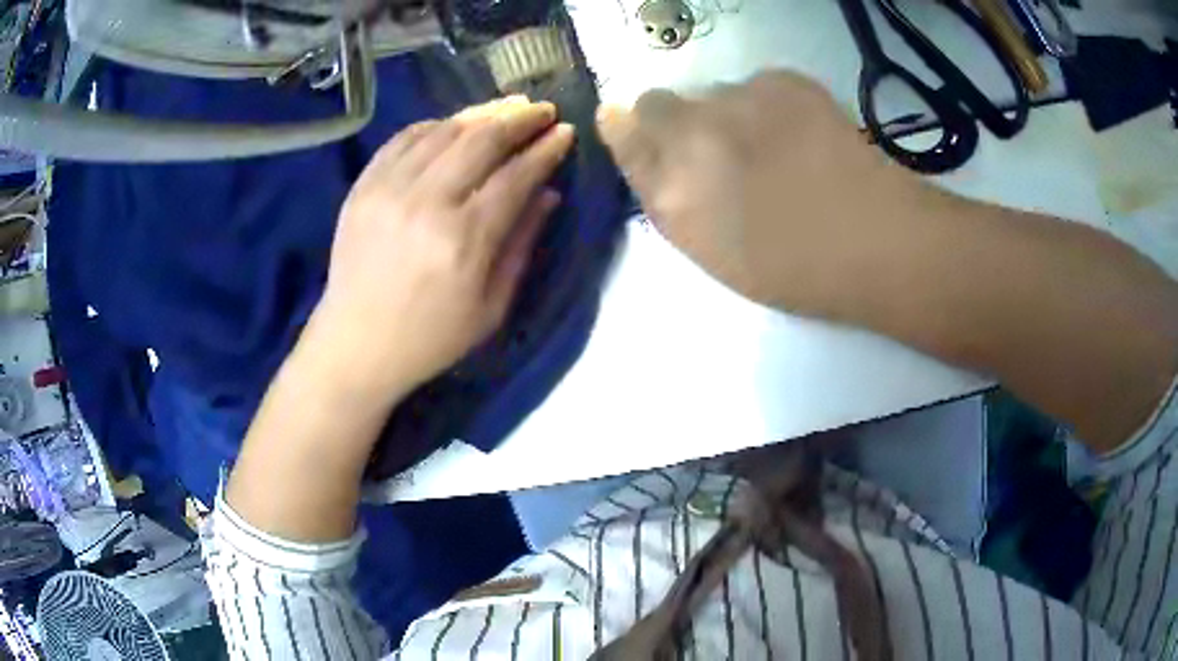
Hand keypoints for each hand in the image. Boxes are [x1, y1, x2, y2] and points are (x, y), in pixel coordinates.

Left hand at [307, 97, 575, 403]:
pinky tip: (454, 125)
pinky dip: (435, 125)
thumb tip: (548, 193)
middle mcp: (427, 202)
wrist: (356, 344)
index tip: (565, 132)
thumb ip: (521, 245)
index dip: (545, 149)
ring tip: (505, 108)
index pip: (516, 175)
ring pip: (444, 130)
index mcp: (464, 239)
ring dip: (481, 113)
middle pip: (481, 139)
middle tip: (541, 110)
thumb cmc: (431, 337)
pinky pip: (403, 138)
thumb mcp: (491, 307)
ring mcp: (389, 188)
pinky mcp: (364, 186)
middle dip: (519, 118)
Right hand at [596, 70, 929, 316]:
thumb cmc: (793, 266)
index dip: (630, 131)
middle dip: (674, 121)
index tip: (650, 141)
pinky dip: (767, 104)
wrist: (874, 240)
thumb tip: (637, 141)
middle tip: (720, 152)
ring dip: (725, 114)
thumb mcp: (710, 248)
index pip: (622, 130)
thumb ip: (666, 194)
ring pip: (711, 94)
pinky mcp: (783, 81)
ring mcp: (739, 99)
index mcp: (670, 186)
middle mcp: (692, 131)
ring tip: (772, 149)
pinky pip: (756, 85)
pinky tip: (800, 134)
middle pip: (657, 103)